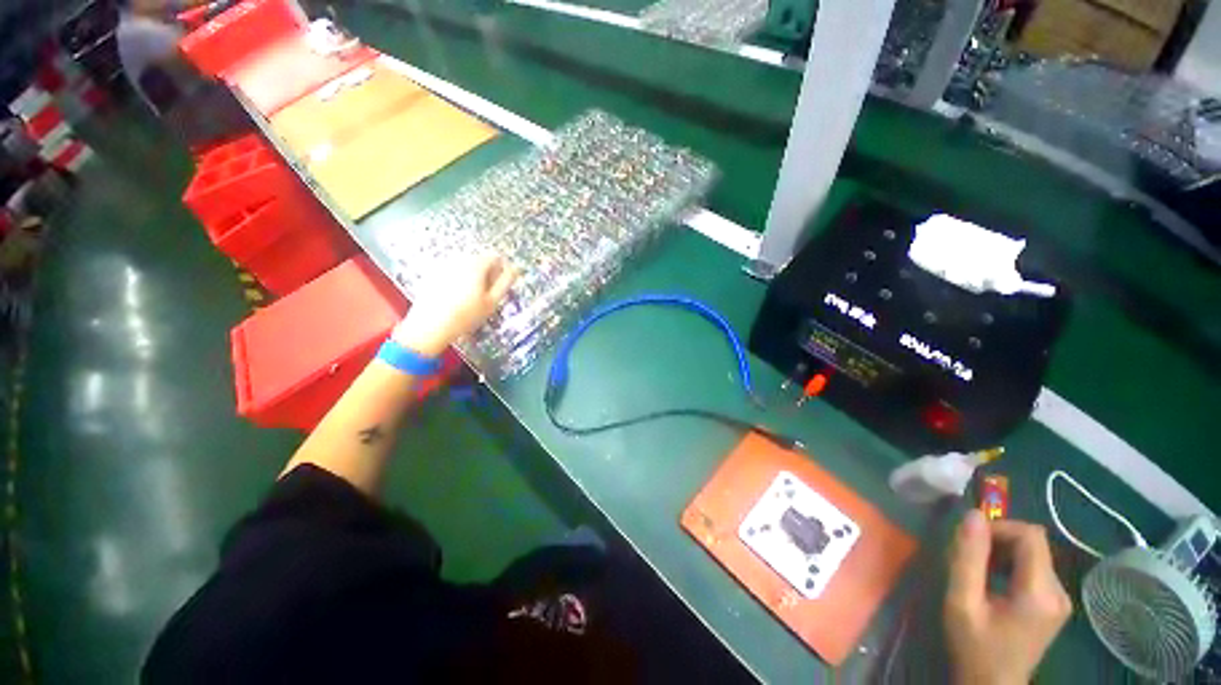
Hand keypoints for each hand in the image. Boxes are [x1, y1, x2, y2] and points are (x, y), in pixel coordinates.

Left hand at [392, 254, 518, 357]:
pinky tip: (456, 298)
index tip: (501, 283)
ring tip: (472, 298)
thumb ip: (505, 282)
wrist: (431, 325)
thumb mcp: (492, 301)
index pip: (495, 257)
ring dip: (473, 277)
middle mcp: (459, 260)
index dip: (502, 269)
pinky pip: (452, 272)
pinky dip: (458, 280)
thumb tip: (515, 270)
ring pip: (466, 266)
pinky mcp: (433, 274)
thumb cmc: (465, 315)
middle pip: (480, 260)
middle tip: (487, 294)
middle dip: (487, 273)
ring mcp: (444, 266)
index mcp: (475, 265)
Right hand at [944, 511, 1071, 684]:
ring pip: (1034, 554)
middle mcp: (1059, 592)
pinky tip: (993, 582)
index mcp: (1040, 593)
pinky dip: (1011, 565)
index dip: (998, 527)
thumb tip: (972, 514)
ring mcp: (1060, 599)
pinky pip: (1035, 568)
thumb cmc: (974, 646)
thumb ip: (967, 557)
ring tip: (977, 570)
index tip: (969, 540)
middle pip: (1033, 543)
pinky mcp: (1055, 605)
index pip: (1030, 535)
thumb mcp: (962, 602)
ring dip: (1002, 553)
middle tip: (968, 556)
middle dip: (998, 540)